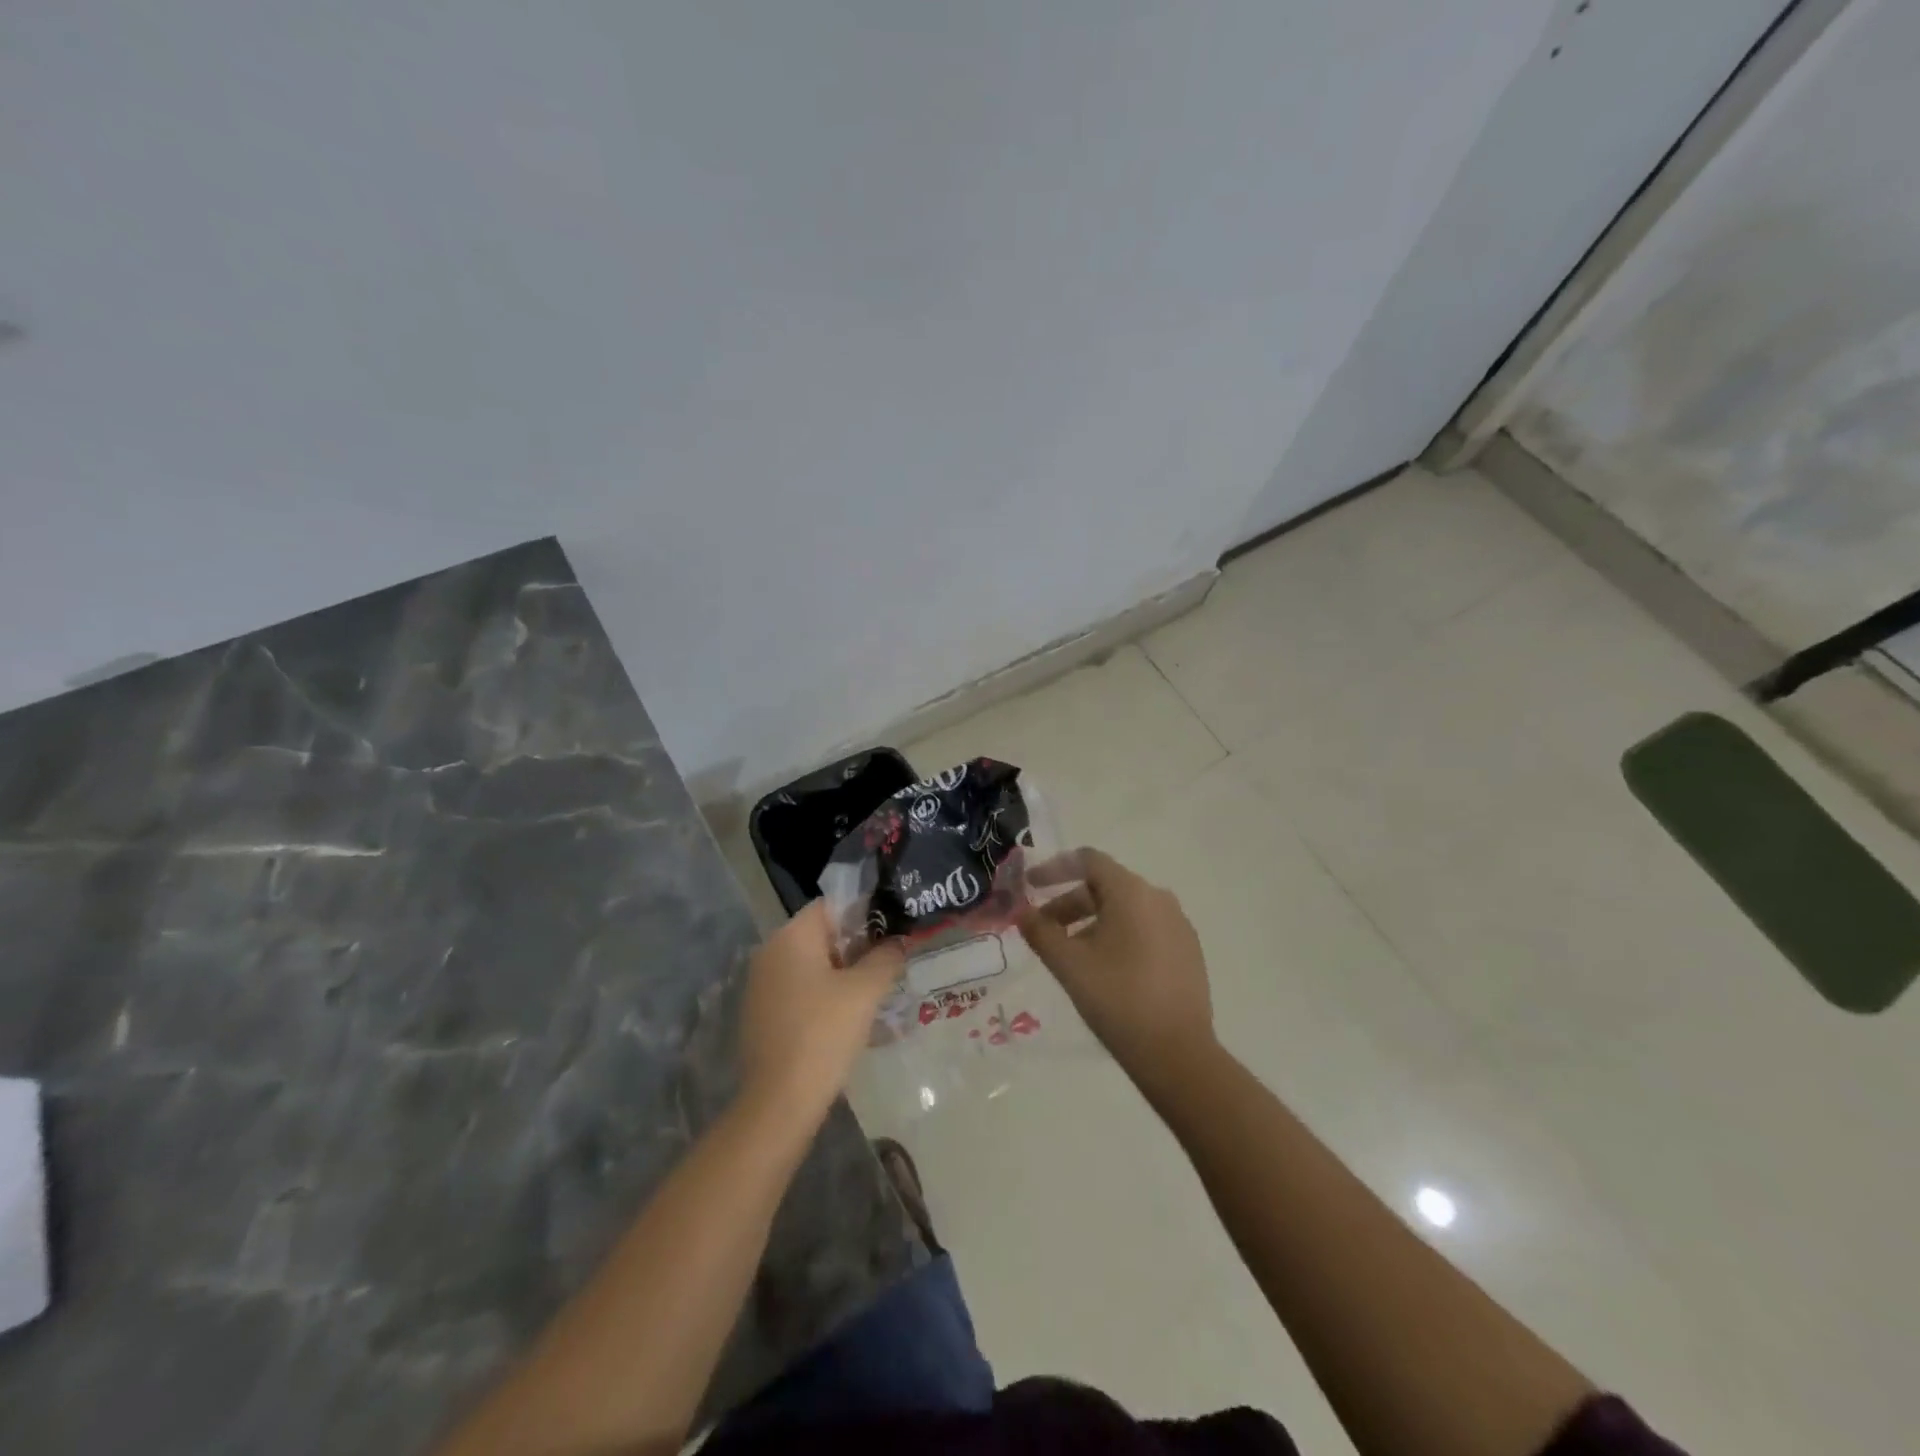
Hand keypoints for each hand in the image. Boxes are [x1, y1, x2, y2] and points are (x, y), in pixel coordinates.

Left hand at [738, 901, 903, 1125]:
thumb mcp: (866, 991)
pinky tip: (848, 1017)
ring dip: (842, 972)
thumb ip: (886, 957)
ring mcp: (761, 984)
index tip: (892, 931)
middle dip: (857, 945)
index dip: (865, 913)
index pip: (832, 905)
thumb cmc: (824, 1033)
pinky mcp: (761, 1013)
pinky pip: (799, 989)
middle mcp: (770, 951)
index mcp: (791, 936)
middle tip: (890, 962)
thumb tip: (897, 941)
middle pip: (822, 934)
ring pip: (811, 964)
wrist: (780, 1102)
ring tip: (876, 990)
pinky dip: (823, 994)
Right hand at [1019, 848, 1215, 1094]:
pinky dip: (1118, 936)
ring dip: (1092, 921)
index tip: (1030, 885)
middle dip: (1069, 903)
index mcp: (1132, 892)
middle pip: (1105, 886)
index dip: (1054, 868)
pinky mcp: (1188, 951)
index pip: (1088, 861)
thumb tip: (1021, 912)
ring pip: (1125, 910)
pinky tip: (1104, 968)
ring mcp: (1178, 925)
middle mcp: (1159, 899)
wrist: (1177, 1053)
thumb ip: (1040, 931)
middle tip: (1043, 929)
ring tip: (1070, 953)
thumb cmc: (1117, 998)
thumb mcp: (1068, 964)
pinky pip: (1145, 929)